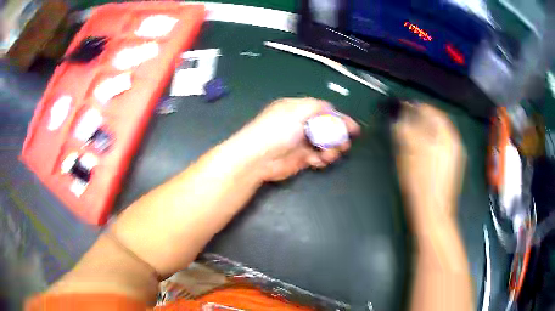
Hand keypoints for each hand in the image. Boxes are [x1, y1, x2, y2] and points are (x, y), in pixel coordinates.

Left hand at [239, 98, 359, 180]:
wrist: (258, 158)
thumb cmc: (277, 131)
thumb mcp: (296, 111)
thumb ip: (316, 107)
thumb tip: (331, 108)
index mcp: (298, 109)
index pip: (324, 111)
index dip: (339, 118)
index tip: (353, 127)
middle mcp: (301, 124)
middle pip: (326, 128)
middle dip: (338, 135)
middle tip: (344, 143)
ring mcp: (301, 142)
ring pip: (324, 144)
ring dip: (331, 149)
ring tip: (330, 154)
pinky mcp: (301, 158)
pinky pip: (318, 156)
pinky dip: (322, 158)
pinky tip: (319, 160)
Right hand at [393, 103, 465, 227]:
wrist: (433, 212)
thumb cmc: (421, 181)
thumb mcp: (409, 153)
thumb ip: (404, 131)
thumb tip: (399, 119)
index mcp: (446, 136)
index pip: (433, 112)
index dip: (417, 106)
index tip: (404, 105)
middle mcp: (454, 143)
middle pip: (438, 123)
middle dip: (422, 117)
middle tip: (407, 118)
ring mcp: (455, 156)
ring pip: (439, 135)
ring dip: (426, 129)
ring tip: (412, 132)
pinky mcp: (451, 167)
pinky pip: (441, 146)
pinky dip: (431, 142)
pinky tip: (421, 148)